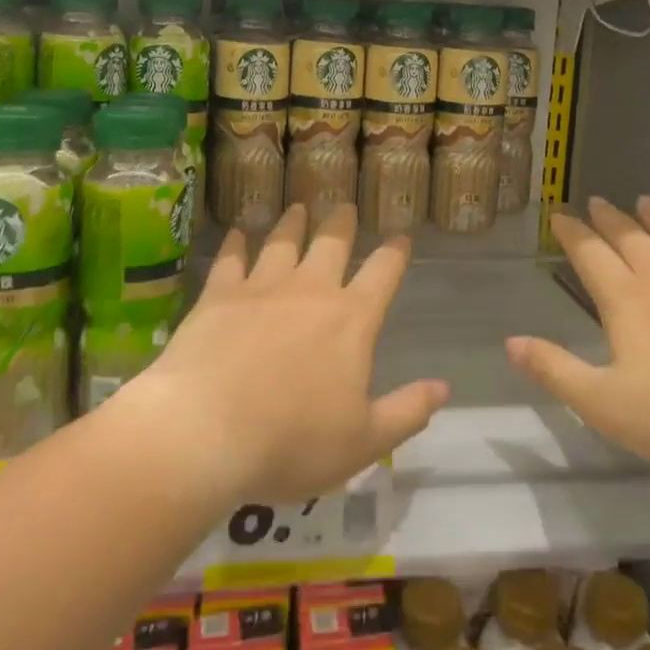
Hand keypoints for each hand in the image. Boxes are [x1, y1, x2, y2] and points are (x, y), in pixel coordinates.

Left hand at [131, 204, 449, 504]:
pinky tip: (238, 232)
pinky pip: (231, 259)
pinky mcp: (219, 296)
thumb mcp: (363, 442)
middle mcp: (310, 291)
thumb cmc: (291, 442)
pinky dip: (236, 243)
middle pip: (332, 243)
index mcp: (351, 321)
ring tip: (298, 208)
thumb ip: (407, 411)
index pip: (383, 274)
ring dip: (293, 223)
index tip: (401, 236)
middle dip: (341, 223)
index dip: (395, 253)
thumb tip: (444, 387)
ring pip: (283, 242)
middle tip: (344, 206)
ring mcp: (262, 288)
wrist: (205, 432)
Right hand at [507, 196, 649, 479]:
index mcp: (627, 301)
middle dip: (609, 218)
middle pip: (631, 237)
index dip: (572, 232)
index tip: (558, 215)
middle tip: (596, 200)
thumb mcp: (604, 404)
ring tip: (644, 201)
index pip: (591, 254)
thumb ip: (555, 371)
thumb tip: (511, 343)